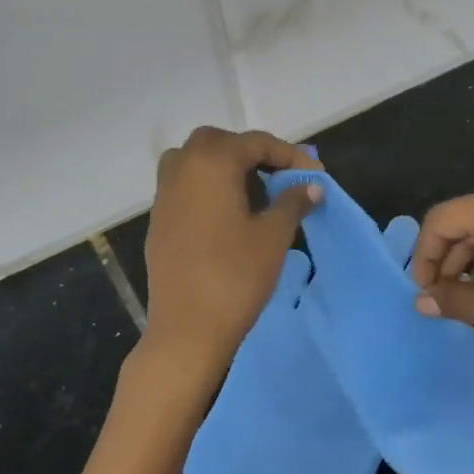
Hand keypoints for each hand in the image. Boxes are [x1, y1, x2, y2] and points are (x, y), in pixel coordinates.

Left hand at [136, 128, 322, 404]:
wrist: (186, 330)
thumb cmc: (235, 277)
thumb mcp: (273, 236)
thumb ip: (293, 202)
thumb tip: (310, 185)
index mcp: (211, 164)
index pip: (255, 143)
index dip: (289, 155)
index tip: (314, 175)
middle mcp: (182, 169)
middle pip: (218, 143)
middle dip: (251, 153)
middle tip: (279, 177)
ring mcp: (164, 196)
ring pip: (195, 161)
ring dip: (225, 167)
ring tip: (254, 194)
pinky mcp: (159, 221)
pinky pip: (184, 186)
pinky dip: (208, 187)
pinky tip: (230, 216)